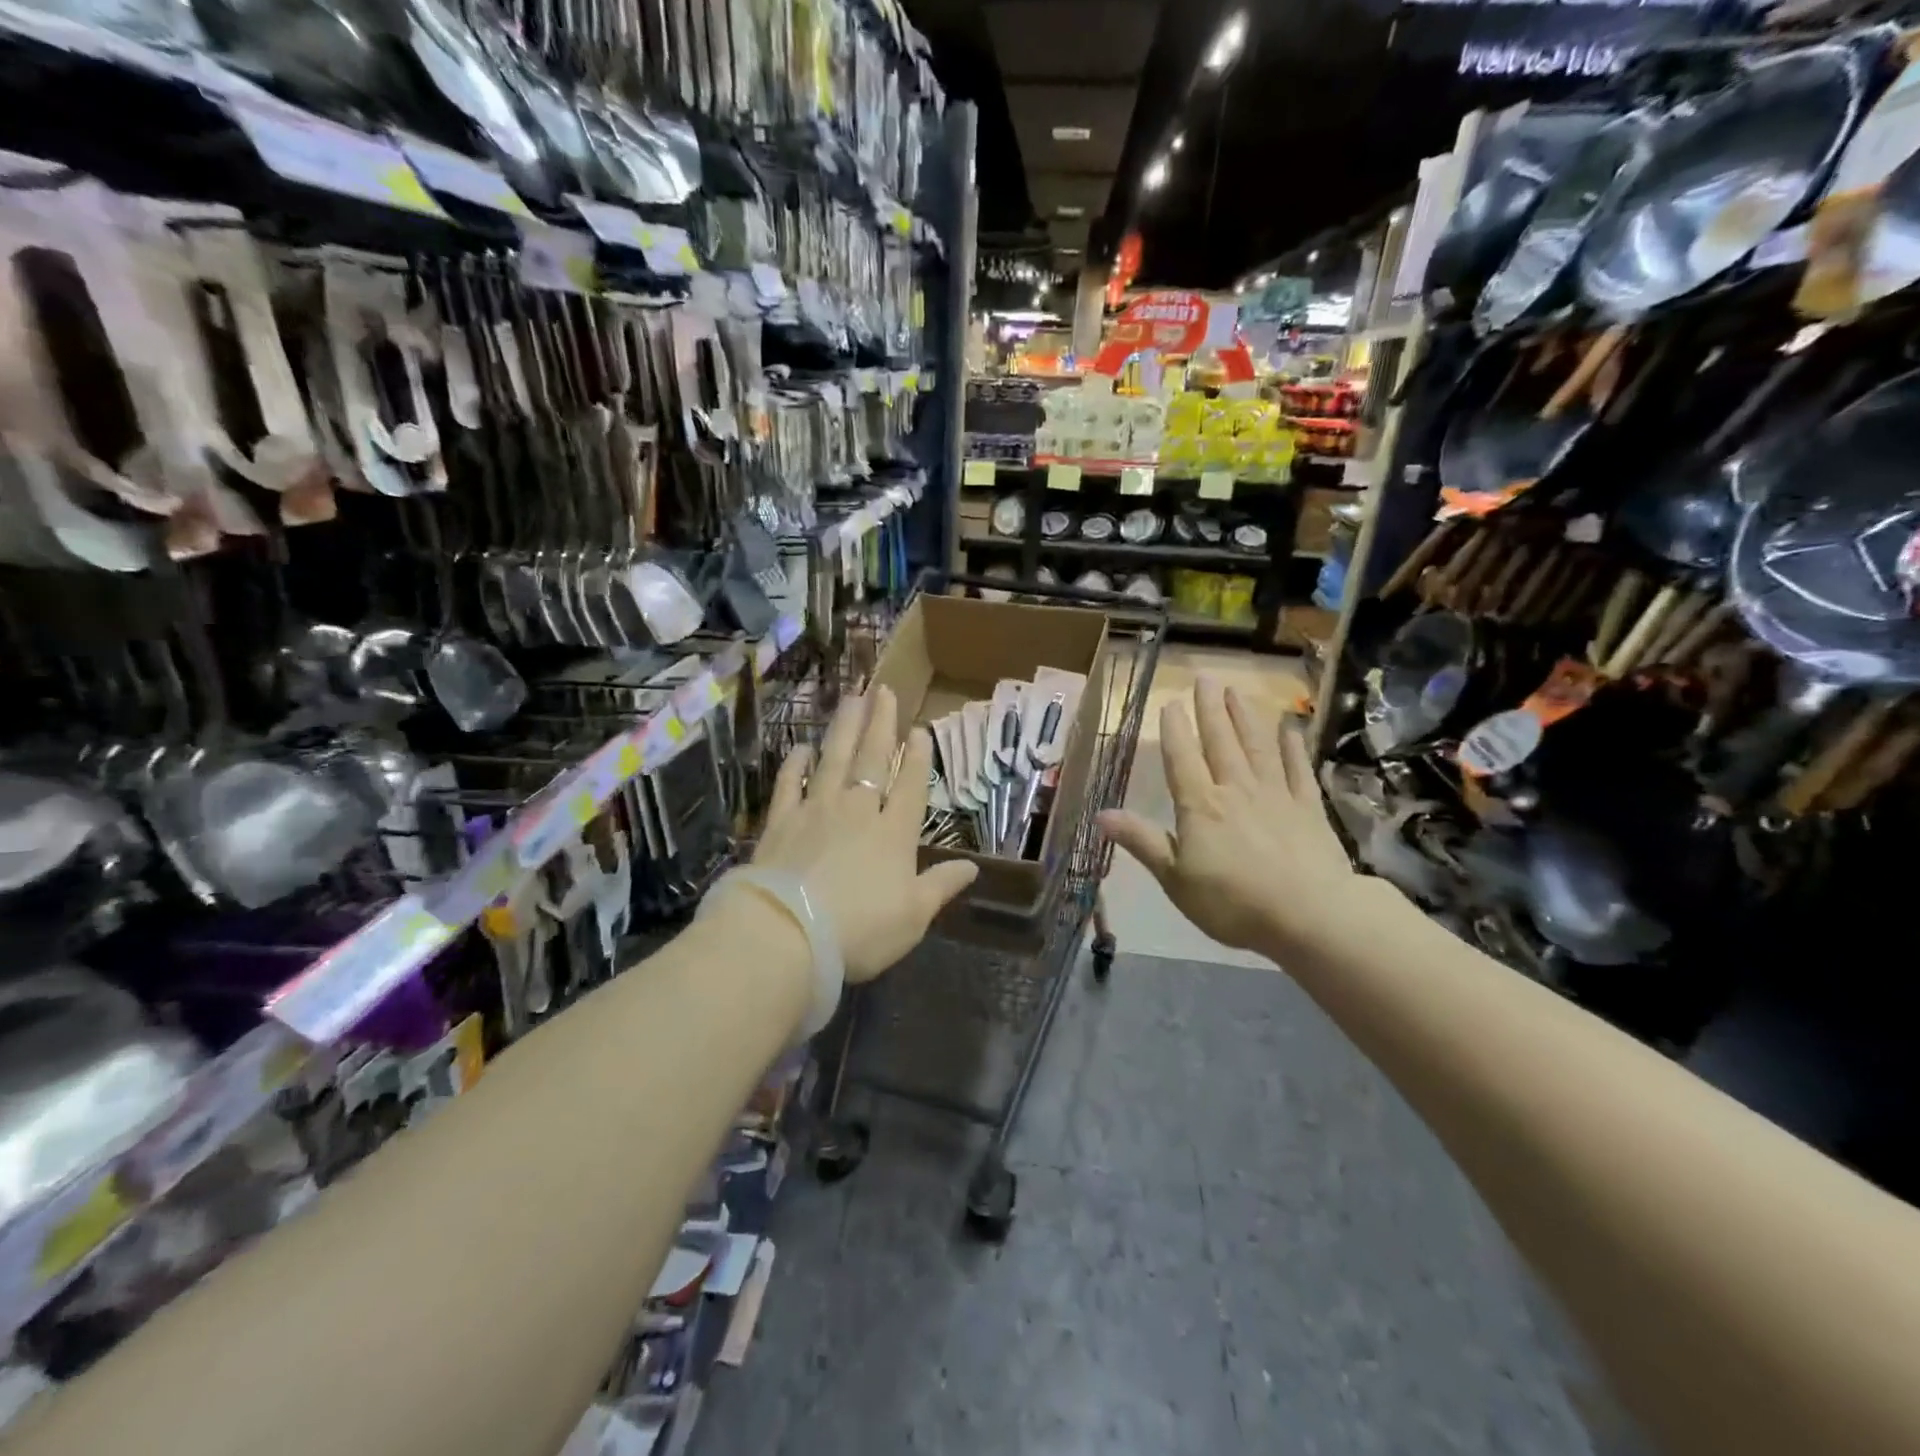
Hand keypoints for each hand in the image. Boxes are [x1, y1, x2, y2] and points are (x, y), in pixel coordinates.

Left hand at [751, 686, 977, 980]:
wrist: (787, 935)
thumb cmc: (860, 930)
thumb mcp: (913, 916)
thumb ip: (941, 886)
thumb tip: (973, 867)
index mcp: (894, 833)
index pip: (910, 785)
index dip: (918, 756)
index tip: (920, 728)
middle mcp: (857, 811)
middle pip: (872, 758)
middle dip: (881, 724)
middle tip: (883, 690)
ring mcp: (816, 811)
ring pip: (834, 759)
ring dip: (844, 728)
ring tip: (852, 698)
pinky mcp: (781, 821)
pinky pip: (790, 783)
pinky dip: (796, 763)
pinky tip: (802, 746)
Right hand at [1098, 676, 1356, 957]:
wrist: (1310, 916)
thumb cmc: (1233, 903)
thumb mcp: (1176, 879)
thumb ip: (1143, 842)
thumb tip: (1101, 814)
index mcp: (1200, 806)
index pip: (1182, 758)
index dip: (1175, 729)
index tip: (1170, 701)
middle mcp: (1236, 789)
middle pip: (1221, 741)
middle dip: (1210, 708)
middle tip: (1205, 677)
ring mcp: (1276, 795)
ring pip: (1257, 746)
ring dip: (1246, 716)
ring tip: (1237, 689)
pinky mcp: (1309, 808)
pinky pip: (1298, 769)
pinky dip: (1292, 746)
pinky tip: (1289, 727)